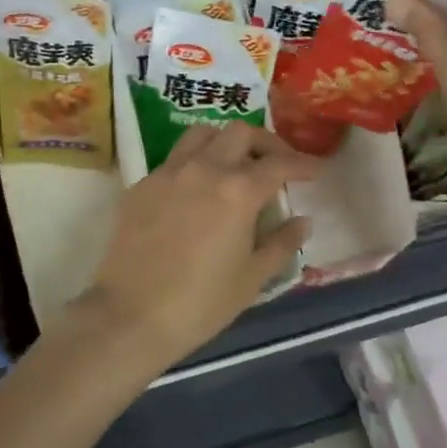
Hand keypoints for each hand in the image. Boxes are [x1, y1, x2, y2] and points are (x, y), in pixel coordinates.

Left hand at [70, 123, 318, 373]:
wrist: (130, 315)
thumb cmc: (200, 303)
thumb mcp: (252, 278)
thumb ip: (282, 243)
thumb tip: (302, 220)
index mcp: (237, 191)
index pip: (279, 164)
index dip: (302, 164)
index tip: (316, 170)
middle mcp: (203, 169)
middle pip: (240, 133)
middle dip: (265, 143)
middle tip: (276, 164)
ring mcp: (168, 172)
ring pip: (202, 135)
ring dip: (225, 142)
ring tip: (235, 165)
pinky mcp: (141, 184)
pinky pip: (174, 160)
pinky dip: (194, 163)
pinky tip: (197, 191)